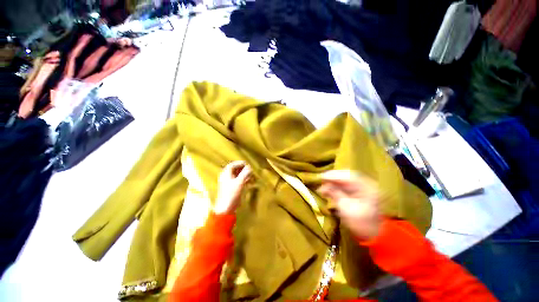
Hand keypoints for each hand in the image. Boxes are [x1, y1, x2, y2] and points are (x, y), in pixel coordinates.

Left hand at [214, 161, 252, 214]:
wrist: (226, 208)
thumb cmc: (231, 193)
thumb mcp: (239, 182)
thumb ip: (245, 174)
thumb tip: (249, 167)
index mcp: (226, 174)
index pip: (232, 165)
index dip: (239, 163)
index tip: (247, 164)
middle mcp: (226, 177)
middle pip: (234, 169)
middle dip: (242, 168)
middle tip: (249, 169)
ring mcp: (228, 182)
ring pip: (236, 175)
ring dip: (243, 174)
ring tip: (250, 174)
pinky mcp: (231, 188)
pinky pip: (237, 180)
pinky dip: (242, 179)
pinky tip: (248, 181)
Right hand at [318, 170, 380, 239]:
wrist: (373, 236)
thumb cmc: (360, 223)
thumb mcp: (346, 208)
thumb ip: (334, 194)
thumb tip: (322, 186)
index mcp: (367, 188)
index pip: (349, 177)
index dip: (334, 175)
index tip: (322, 176)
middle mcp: (366, 185)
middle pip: (347, 177)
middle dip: (333, 178)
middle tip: (321, 179)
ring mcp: (363, 189)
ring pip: (346, 181)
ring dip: (334, 183)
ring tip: (323, 184)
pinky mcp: (359, 194)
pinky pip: (346, 187)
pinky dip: (337, 187)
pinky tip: (329, 189)